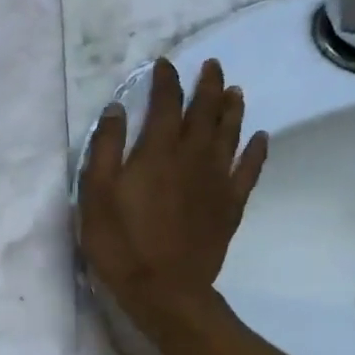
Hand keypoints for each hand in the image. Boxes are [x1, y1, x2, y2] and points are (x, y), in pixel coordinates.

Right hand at [78, 58, 266, 332]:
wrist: (163, 289)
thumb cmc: (119, 242)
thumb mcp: (95, 194)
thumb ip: (106, 148)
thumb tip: (118, 109)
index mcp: (157, 152)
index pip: (166, 104)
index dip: (166, 82)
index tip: (164, 64)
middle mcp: (193, 157)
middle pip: (205, 112)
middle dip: (207, 85)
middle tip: (211, 65)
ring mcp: (217, 180)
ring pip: (230, 133)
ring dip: (232, 109)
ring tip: (233, 90)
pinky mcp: (230, 204)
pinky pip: (249, 169)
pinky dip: (256, 150)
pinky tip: (260, 137)